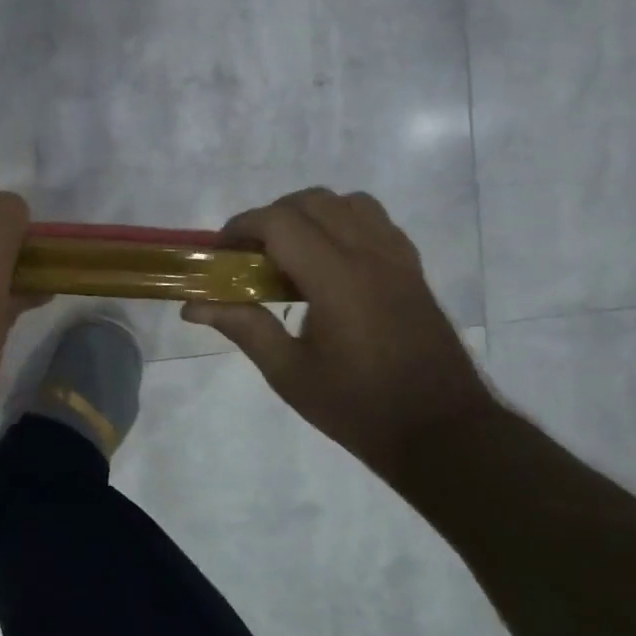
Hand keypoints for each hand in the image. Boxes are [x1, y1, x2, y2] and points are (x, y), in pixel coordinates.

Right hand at [182, 188, 495, 472]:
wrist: (444, 433)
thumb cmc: (358, 407)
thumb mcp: (289, 373)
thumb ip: (243, 327)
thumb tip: (192, 306)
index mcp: (337, 279)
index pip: (280, 222)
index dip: (242, 226)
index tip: (222, 250)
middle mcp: (369, 255)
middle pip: (312, 202)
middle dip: (270, 217)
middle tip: (249, 254)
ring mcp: (397, 259)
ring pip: (347, 203)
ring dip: (309, 214)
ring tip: (290, 252)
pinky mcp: (413, 269)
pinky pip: (375, 221)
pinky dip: (344, 222)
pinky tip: (330, 262)